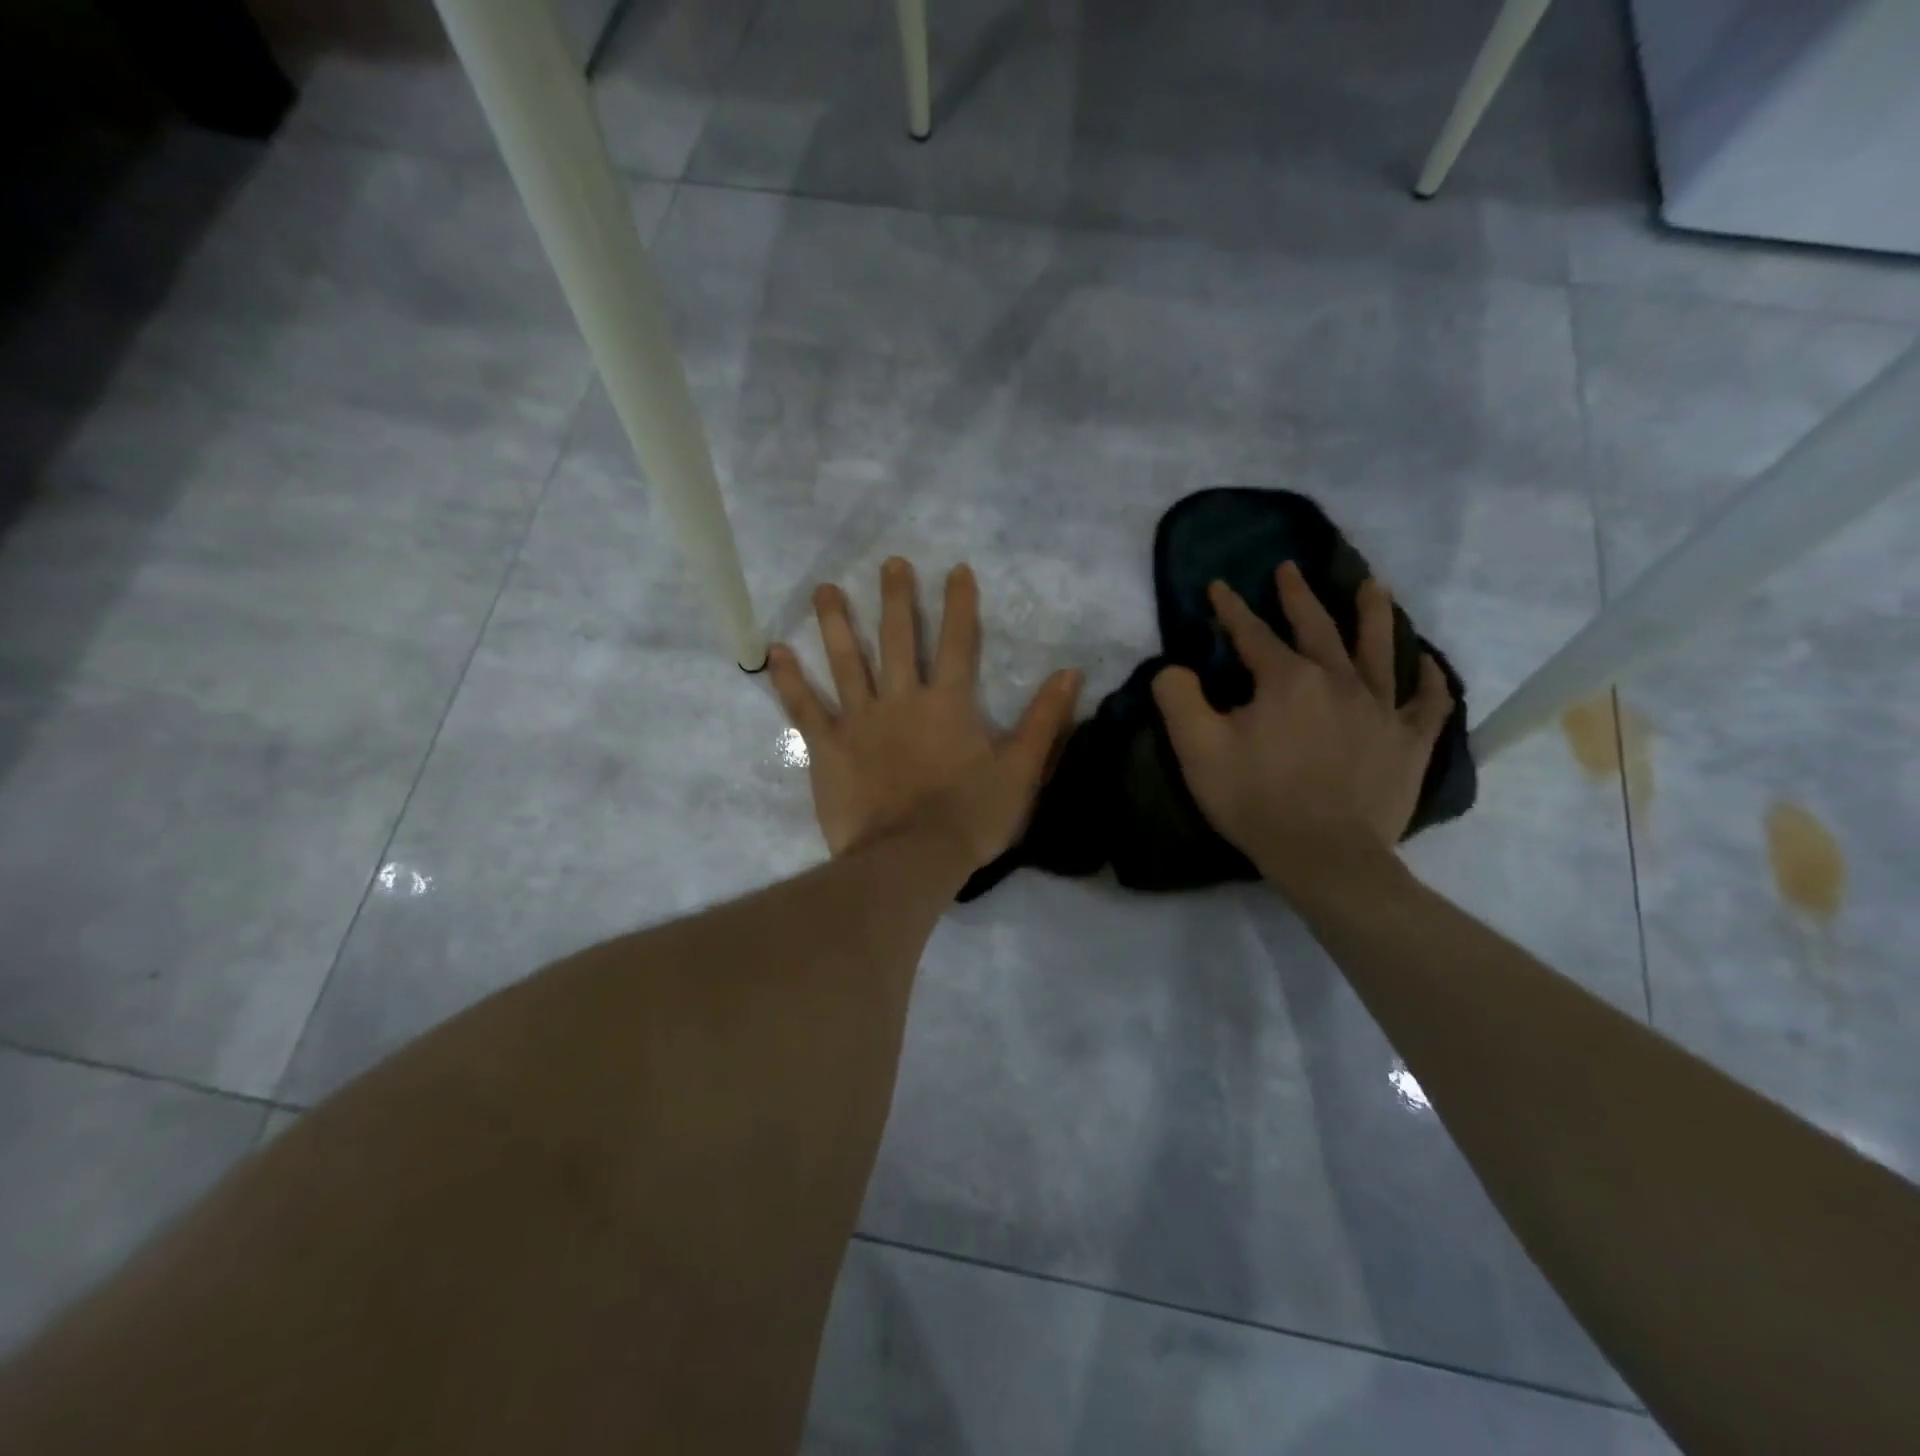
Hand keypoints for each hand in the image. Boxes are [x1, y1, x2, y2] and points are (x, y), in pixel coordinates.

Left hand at [769, 558, 1082, 868]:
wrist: (911, 860)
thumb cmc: (969, 818)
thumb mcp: (1021, 772)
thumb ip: (1045, 721)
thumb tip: (1071, 672)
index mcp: (948, 704)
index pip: (959, 642)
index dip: (960, 604)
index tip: (956, 569)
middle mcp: (902, 699)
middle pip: (898, 639)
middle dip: (896, 598)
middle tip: (890, 563)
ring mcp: (859, 720)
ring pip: (846, 661)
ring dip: (836, 623)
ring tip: (825, 589)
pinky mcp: (827, 746)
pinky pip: (804, 707)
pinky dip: (789, 679)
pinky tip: (775, 651)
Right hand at [1152, 562, 1451, 893]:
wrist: (1324, 856)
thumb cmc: (1255, 800)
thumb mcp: (1197, 749)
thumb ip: (1178, 697)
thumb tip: (1173, 667)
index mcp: (1286, 680)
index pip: (1253, 633)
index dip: (1232, 608)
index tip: (1219, 585)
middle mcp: (1338, 681)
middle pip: (1318, 628)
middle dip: (1298, 597)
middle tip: (1290, 569)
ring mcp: (1380, 710)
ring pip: (1380, 650)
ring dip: (1374, 614)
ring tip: (1373, 584)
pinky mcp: (1408, 743)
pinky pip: (1427, 703)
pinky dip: (1430, 680)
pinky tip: (1428, 663)